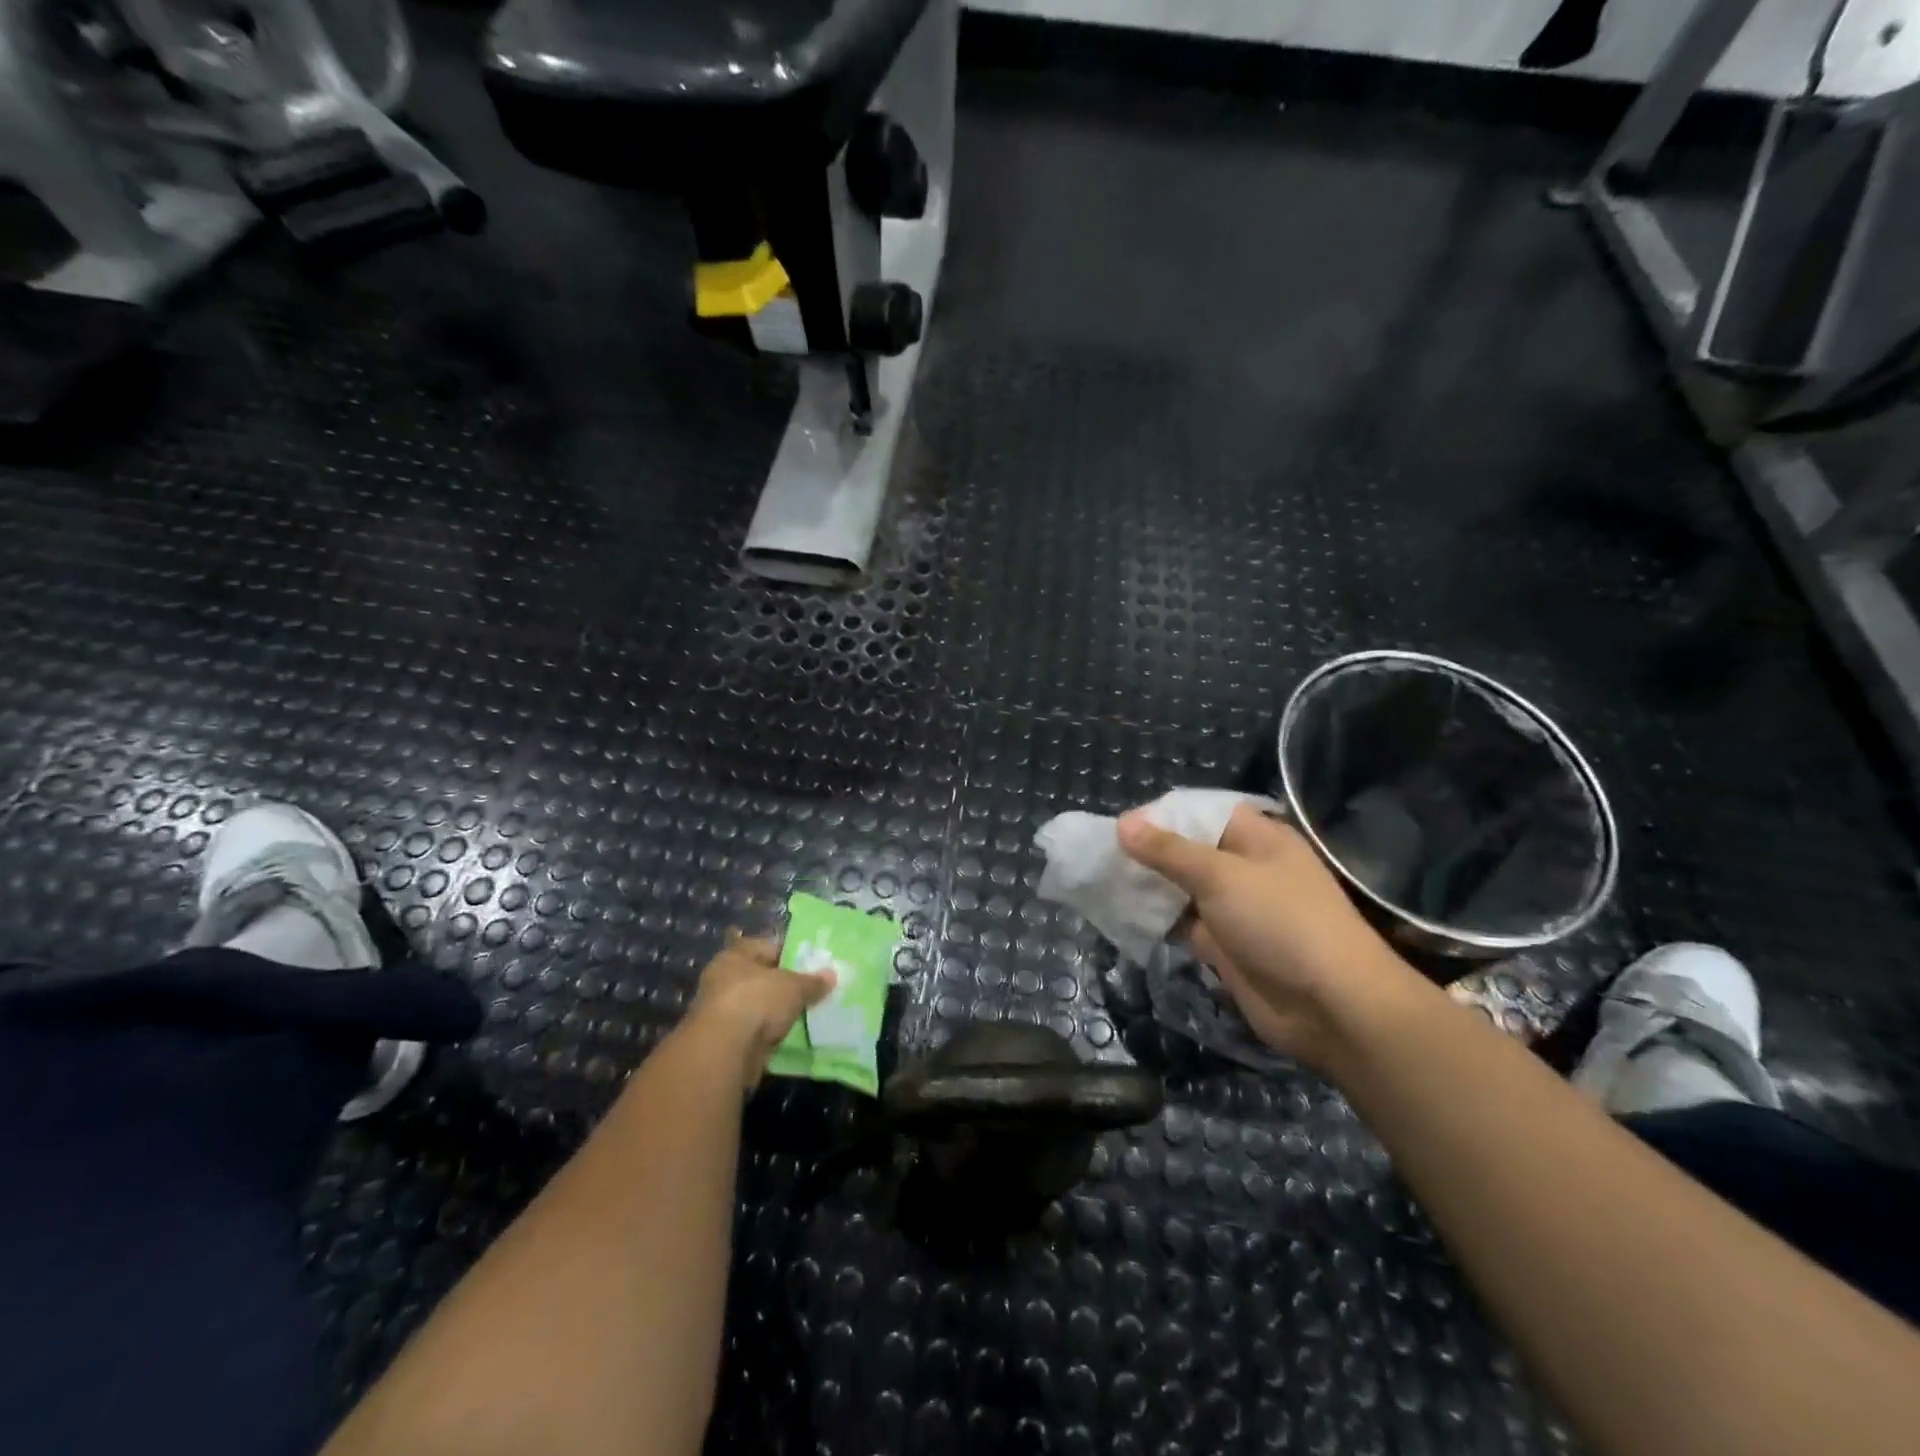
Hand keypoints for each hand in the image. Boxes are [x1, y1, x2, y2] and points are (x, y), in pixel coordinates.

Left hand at [685, 933, 834, 1089]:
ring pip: (756, 1007)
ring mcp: (720, 1012)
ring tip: (803, 1016)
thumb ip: (812, 981)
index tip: (811, 965)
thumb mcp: (794, 986)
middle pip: (760, 978)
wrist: (724, 1051)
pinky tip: (787, 1037)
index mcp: (735, 956)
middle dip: (782, 986)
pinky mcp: (723, 1041)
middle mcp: (722, 979)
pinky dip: (767, 1035)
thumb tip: (832, 975)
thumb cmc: (757, 1001)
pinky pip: (753, 1031)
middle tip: (810, 992)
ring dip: (774, 1013)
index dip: (790, 954)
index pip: (766, 947)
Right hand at [1117, 805, 1427, 1069]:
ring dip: (1148, 887)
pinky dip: (1156, 920)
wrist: (1330, 1005)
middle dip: (1148, 852)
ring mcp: (1235, 909)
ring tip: (1101, 881)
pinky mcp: (1225, 946)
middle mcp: (1245, 868)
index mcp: (1257, 838)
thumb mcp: (1221, 875)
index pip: (1202, 813)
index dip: (1162, 815)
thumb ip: (1169, 851)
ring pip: (1182, 889)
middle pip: (1188, 851)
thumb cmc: (1280, 921)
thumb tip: (1123, 823)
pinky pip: (1183, 924)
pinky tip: (1120, 914)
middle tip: (1102, 855)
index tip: (1120, 825)